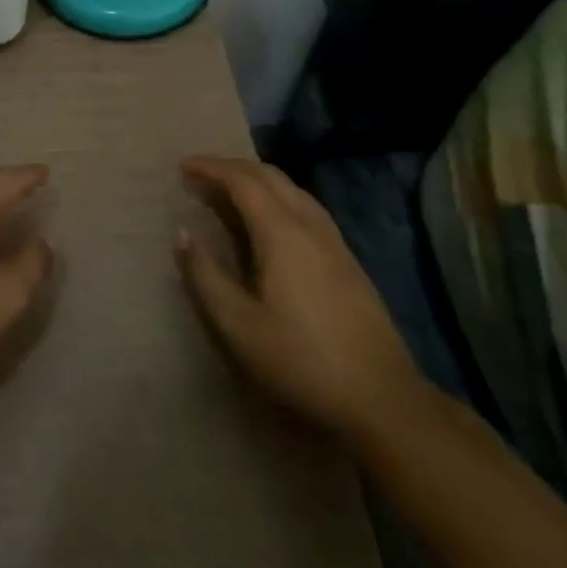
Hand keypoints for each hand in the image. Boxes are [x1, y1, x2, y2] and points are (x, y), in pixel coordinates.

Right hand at [176, 156, 424, 438]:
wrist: (384, 401)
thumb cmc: (302, 360)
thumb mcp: (238, 325)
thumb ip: (205, 275)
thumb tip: (182, 234)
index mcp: (281, 232)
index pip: (241, 180)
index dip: (210, 168)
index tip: (183, 167)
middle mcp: (309, 224)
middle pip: (269, 175)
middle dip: (232, 166)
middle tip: (201, 174)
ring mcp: (334, 241)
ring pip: (292, 188)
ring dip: (257, 179)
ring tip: (230, 190)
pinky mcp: (348, 260)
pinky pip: (306, 206)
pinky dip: (278, 196)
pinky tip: (271, 220)